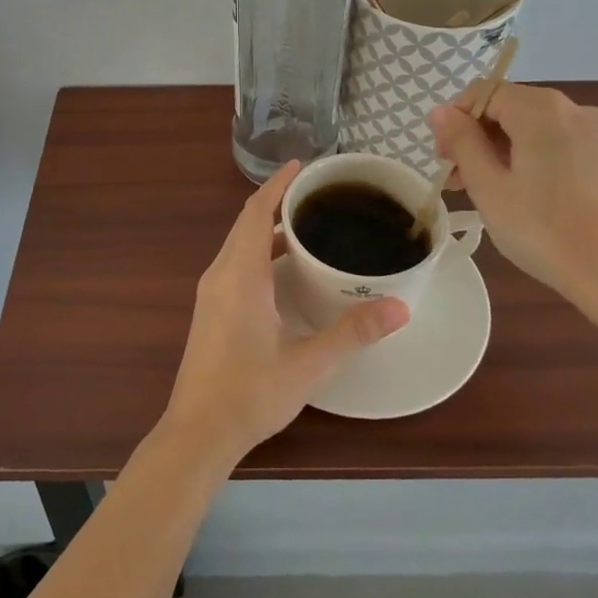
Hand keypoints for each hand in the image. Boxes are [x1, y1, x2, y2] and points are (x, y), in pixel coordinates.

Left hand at [161, 161, 409, 462]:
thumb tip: (400, 308)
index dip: (277, 185)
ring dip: (267, 228)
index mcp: (240, 275)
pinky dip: (259, 251)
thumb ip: (352, 333)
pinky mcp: (210, 310)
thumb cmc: (250, 394)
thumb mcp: (308, 364)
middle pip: (246, 223)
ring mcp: (211, 293)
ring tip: (307, 224)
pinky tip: (285, 268)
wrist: (197, 432)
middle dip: (276, 201)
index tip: (301, 165)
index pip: (256, 212)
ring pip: (239, 244)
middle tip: (315, 193)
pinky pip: (235, 263)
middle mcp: (221, 274)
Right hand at [430, 85, 597, 302]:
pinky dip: (527, 156)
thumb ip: (462, 142)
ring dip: (499, 149)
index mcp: (542, 109)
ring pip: (531, 127)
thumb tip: (440, 112)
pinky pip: (554, 142)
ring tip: (481, 190)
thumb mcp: (489, 187)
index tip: (443, 159)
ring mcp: (595, 132)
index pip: (483, 93)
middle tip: (456, 178)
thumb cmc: (544, 230)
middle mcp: (572, 108)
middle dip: (476, 136)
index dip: (455, 120)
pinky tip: (517, 191)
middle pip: (509, 107)